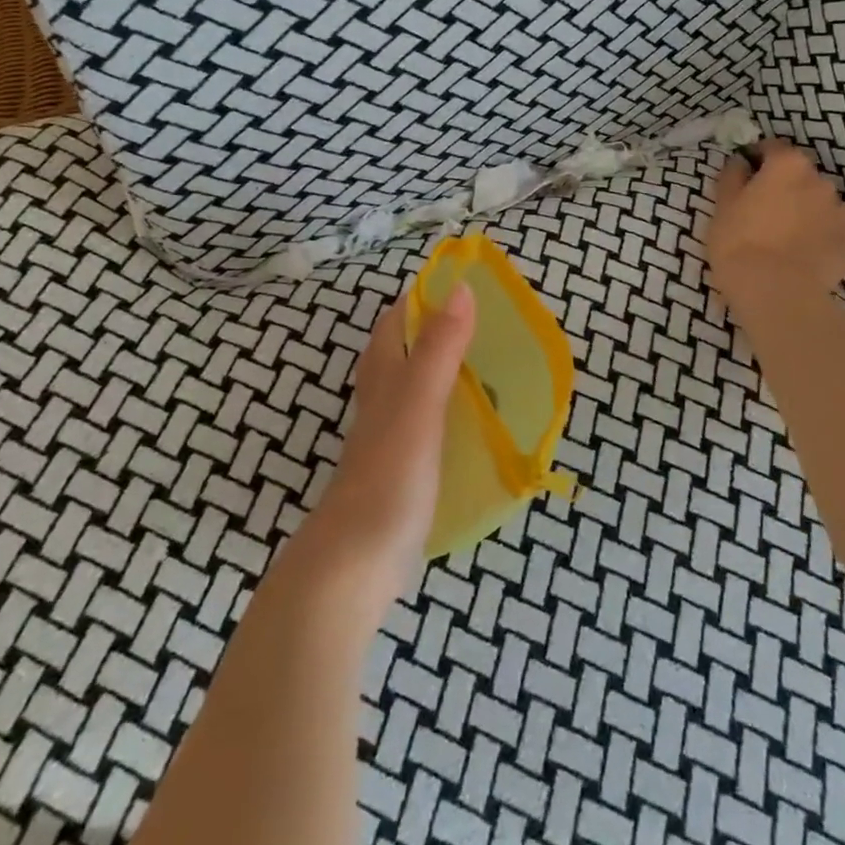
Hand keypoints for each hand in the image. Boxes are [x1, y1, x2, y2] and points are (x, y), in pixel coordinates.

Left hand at [295, 284, 474, 619]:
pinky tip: (474, 423)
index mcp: (384, 379)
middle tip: (486, 323)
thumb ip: (440, 349)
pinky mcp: (402, 472)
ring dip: (444, 372)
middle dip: (436, 332)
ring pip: (415, 390)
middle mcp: (382, 403)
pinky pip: (428, 425)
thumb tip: (461, 286)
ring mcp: (389, 439)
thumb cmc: (389, 475)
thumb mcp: (419, 404)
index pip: (396, 323)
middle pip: (403, 353)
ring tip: (489, 366)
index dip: (421, 298)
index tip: (462, 281)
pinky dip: (449, 413)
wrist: (354, 563)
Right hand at [708, 142, 844, 313]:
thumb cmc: (739, 244)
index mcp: (788, 165)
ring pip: (820, 205)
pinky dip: (822, 238)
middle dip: (786, 189)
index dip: (758, 161)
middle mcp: (821, 180)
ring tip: (787, 241)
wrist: (775, 293)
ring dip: (806, 213)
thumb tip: (741, 161)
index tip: (746, 180)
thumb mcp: (722, 206)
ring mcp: (842, 211)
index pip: (773, 148)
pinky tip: (805, 257)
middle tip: (765, 216)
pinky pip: (834, 232)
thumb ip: (732, 175)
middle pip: (801, 177)